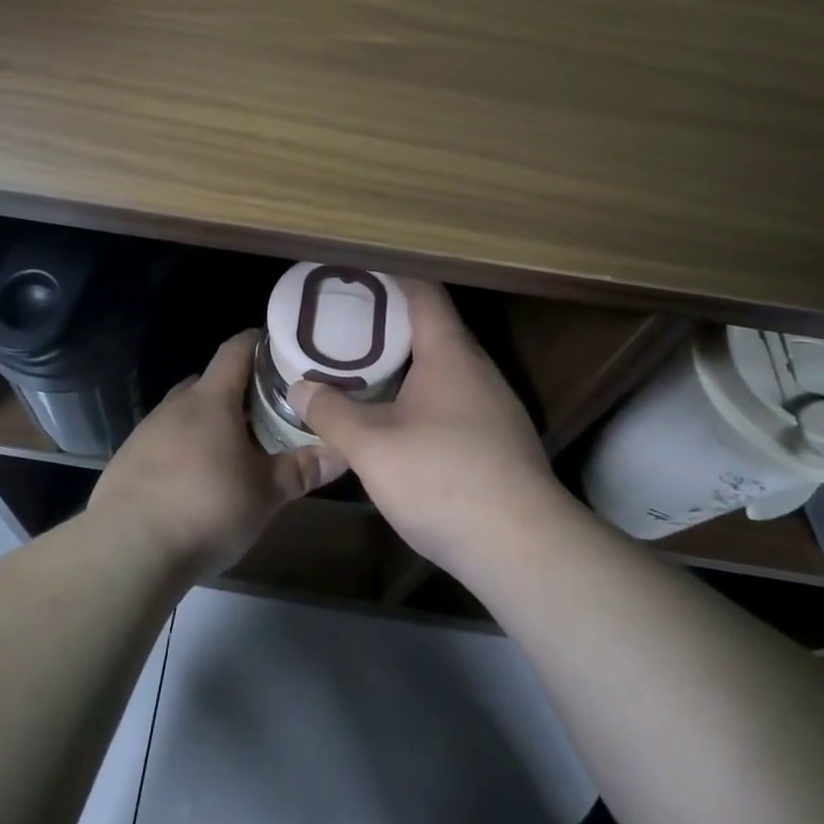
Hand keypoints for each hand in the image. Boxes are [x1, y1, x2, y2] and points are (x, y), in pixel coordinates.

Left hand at [89, 330, 340, 577]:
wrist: (128, 549)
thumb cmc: (206, 508)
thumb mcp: (265, 493)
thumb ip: (303, 469)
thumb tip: (344, 452)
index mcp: (211, 399)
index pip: (236, 350)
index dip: (258, 343)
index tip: (281, 348)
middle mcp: (176, 405)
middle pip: (210, 382)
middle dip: (238, 390)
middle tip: (268, 409)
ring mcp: (147, 431)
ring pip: (186, 413)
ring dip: (210, 422)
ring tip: (236, 448)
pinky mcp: (128, 460)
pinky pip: (165, 441)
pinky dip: (185, 449)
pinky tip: (197, 480)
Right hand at [289, 279, 570, 580]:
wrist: (522, 548)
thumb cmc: (442, 479)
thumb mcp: (371, 446)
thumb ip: (331, 412)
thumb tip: (300, 386)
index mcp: (450, 353)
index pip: (423, 293)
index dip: (390, 277)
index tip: (355, 275)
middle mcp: (478, 369)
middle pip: (433, 328)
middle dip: (389, 322)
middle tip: (345, 325)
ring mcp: (494, 405)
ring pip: (444, 367)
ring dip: (406, 363)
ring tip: (363, 369)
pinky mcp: (499, 439)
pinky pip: (454, 398)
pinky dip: (422, 394)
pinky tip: (397, 419)